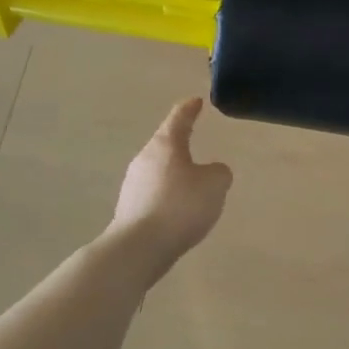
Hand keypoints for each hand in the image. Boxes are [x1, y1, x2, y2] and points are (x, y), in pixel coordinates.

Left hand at [109, 98, 232, 269]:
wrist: (139, 248)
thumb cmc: (181, 206)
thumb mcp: (215, 184)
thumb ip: (219, 172)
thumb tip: (211, 172)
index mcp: (165, 145)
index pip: (178, 119)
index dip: (189, 109)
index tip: (196, 101)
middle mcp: (144, 159)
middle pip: (165, 144)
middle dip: (179, 143)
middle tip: (194, 139)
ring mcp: (133, 185)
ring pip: (159, 170)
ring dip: (174, 172)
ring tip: (192, 182)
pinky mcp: (130, 209)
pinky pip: (155, 193)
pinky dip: (168, 195)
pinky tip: (179, 210)